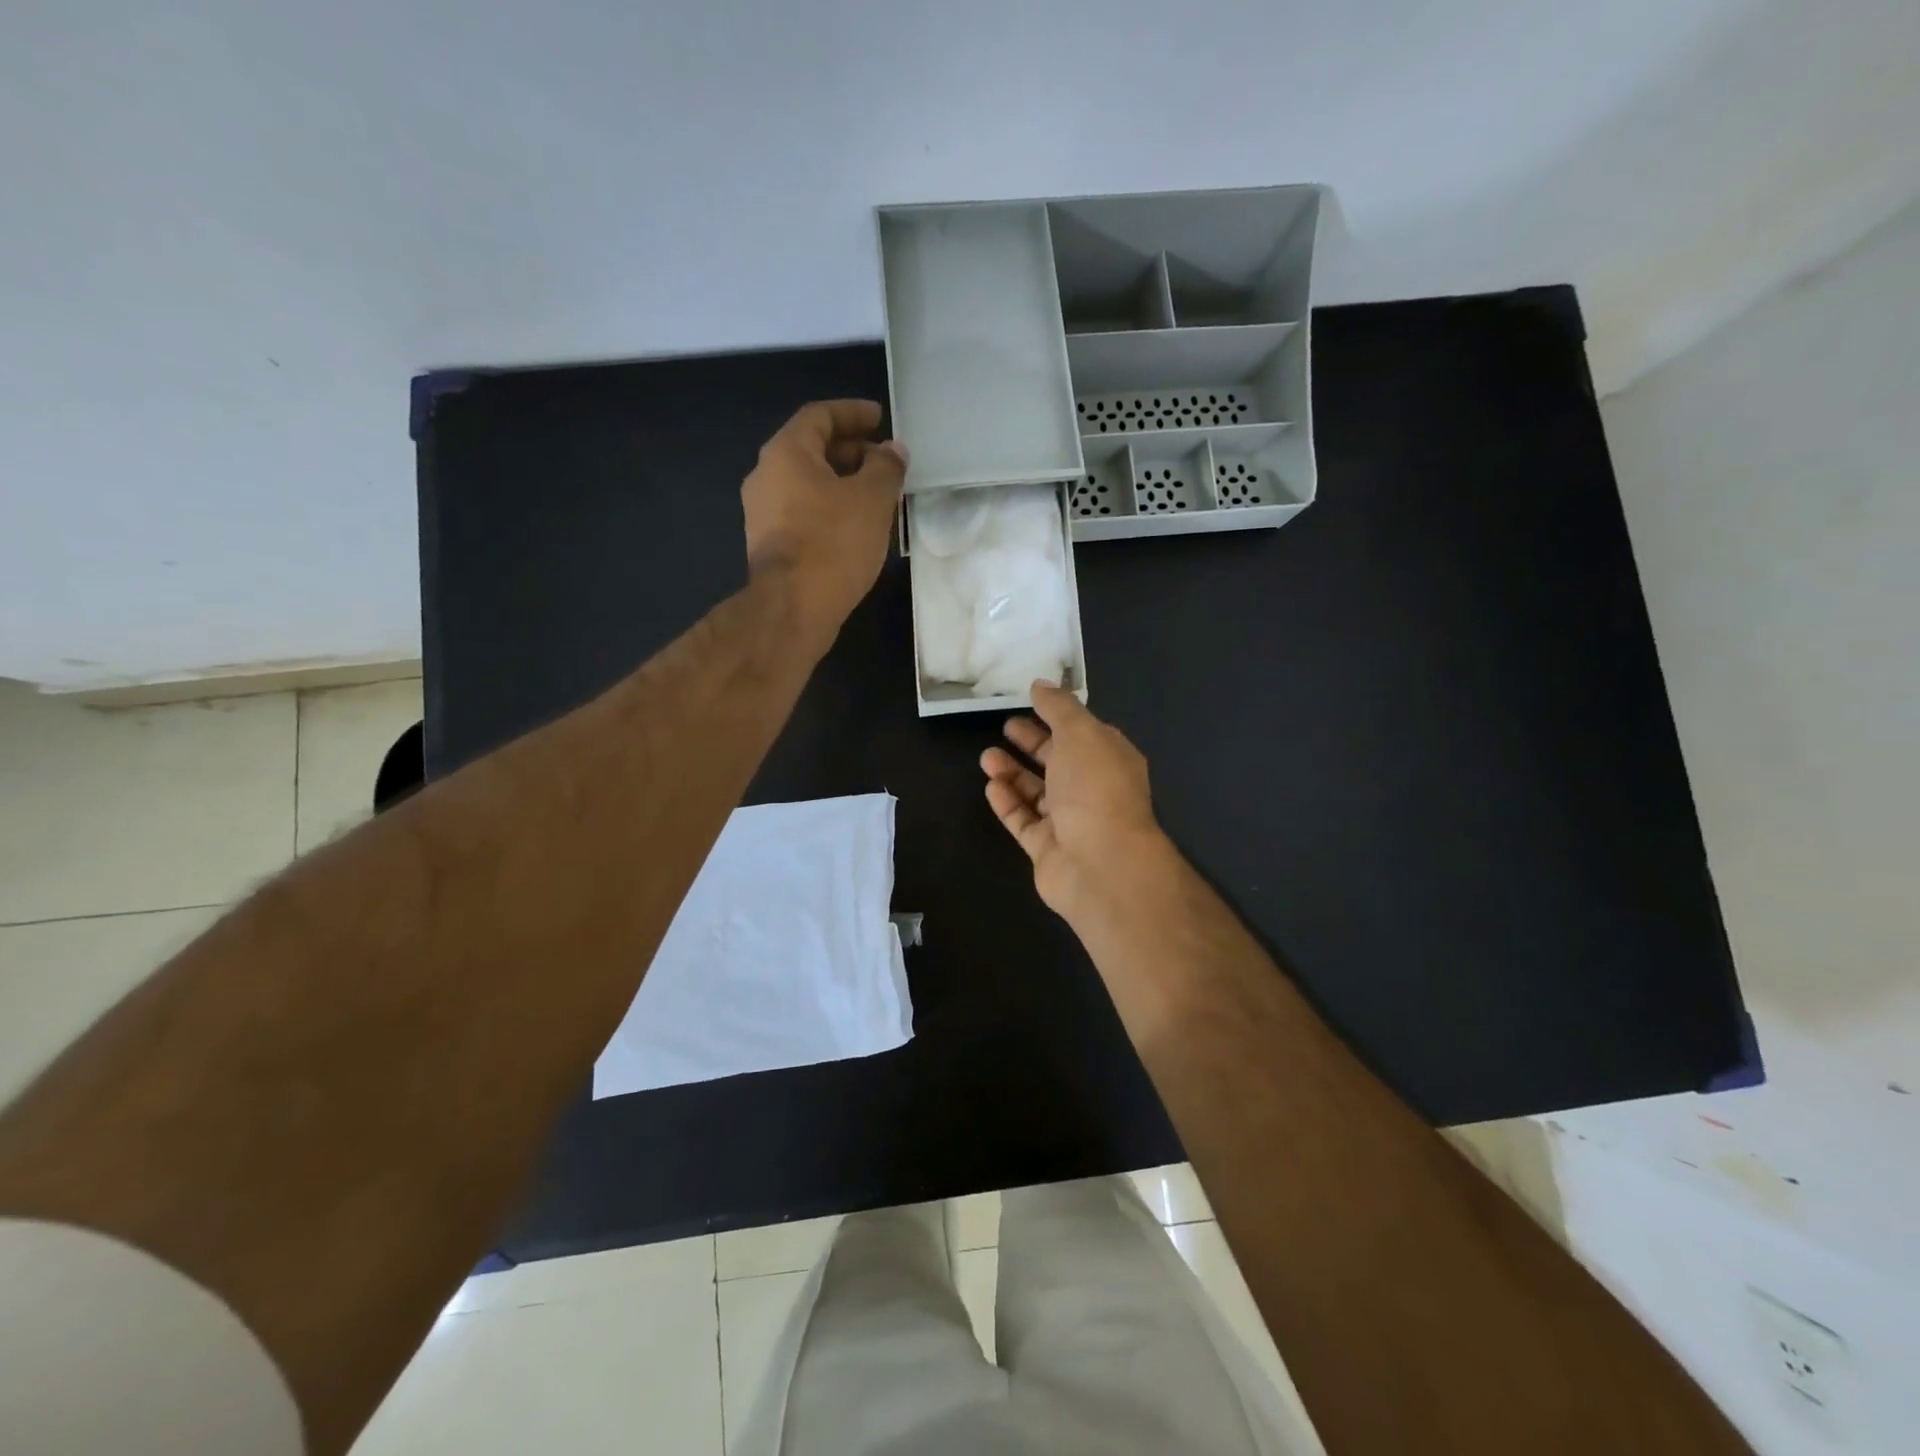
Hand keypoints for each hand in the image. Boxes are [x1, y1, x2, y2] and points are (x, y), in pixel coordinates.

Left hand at [742, 400, 907, 651]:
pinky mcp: (771, 545)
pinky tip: (857, 527)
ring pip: (808, 484)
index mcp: (786, 453)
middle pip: (811, 450)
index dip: (853, 413)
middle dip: (851, 451)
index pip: (820, 416)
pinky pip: (804, 512)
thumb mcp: (872, 499)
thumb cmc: (833, 544)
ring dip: (843, 483)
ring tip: (877, 495)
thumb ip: (886, 467)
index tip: (880, 418)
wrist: (792, 609)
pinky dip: (831, 509)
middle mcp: (766, 476)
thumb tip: (892, 450)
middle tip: (885, 461)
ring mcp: (763, 513)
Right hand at [981, 681, 1174, 923]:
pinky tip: (991, 785)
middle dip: (1033, 743)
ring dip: (1012, 772)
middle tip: (1005, 726)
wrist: (1100, 863)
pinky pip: (1023, 820)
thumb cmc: (1095, 788)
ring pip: (1037, 792)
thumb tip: (1041, 685)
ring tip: (987, 756)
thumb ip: (1059, 707)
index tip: (1029, 701)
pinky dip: (1008, 802)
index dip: (1058, 716)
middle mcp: (1093, 790)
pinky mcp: (1047, 848)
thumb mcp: (1080, 733)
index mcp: (1110, 759)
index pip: (1083, 732)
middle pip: (1058, 761)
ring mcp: (1070, 822)